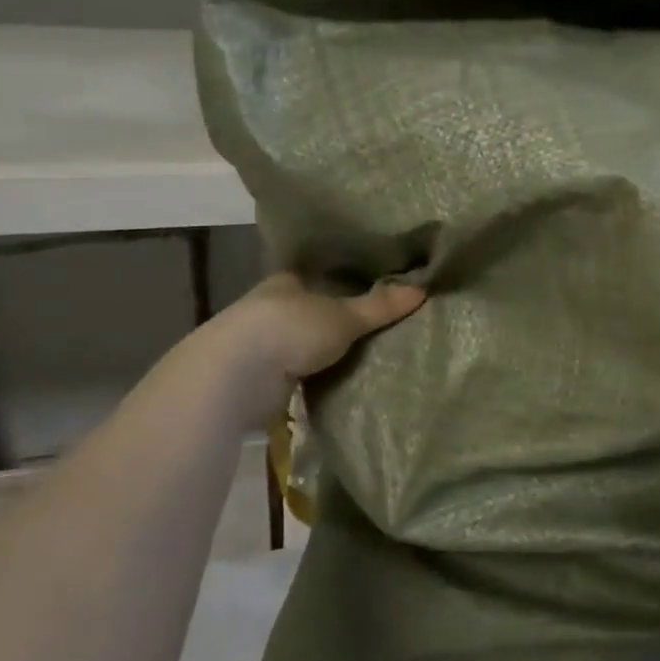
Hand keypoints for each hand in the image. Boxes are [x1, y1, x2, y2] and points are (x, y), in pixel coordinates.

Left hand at [203, 273, 424, 423]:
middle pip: (308, 311)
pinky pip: (296, 375)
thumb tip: (423, 289)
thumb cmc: (289, 329)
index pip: (314, 276)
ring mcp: (261, 345)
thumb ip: (379, 306)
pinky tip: (336, 383)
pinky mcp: (258, 380)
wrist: (236, 376)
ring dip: (321, 352)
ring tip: (362, 357)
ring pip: (300, 344)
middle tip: (374, 326)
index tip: (367, 288)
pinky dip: (313, 379)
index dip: (338, 281)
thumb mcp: (344, 316)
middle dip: (332, 320)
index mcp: (285, 283)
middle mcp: (269, 309)